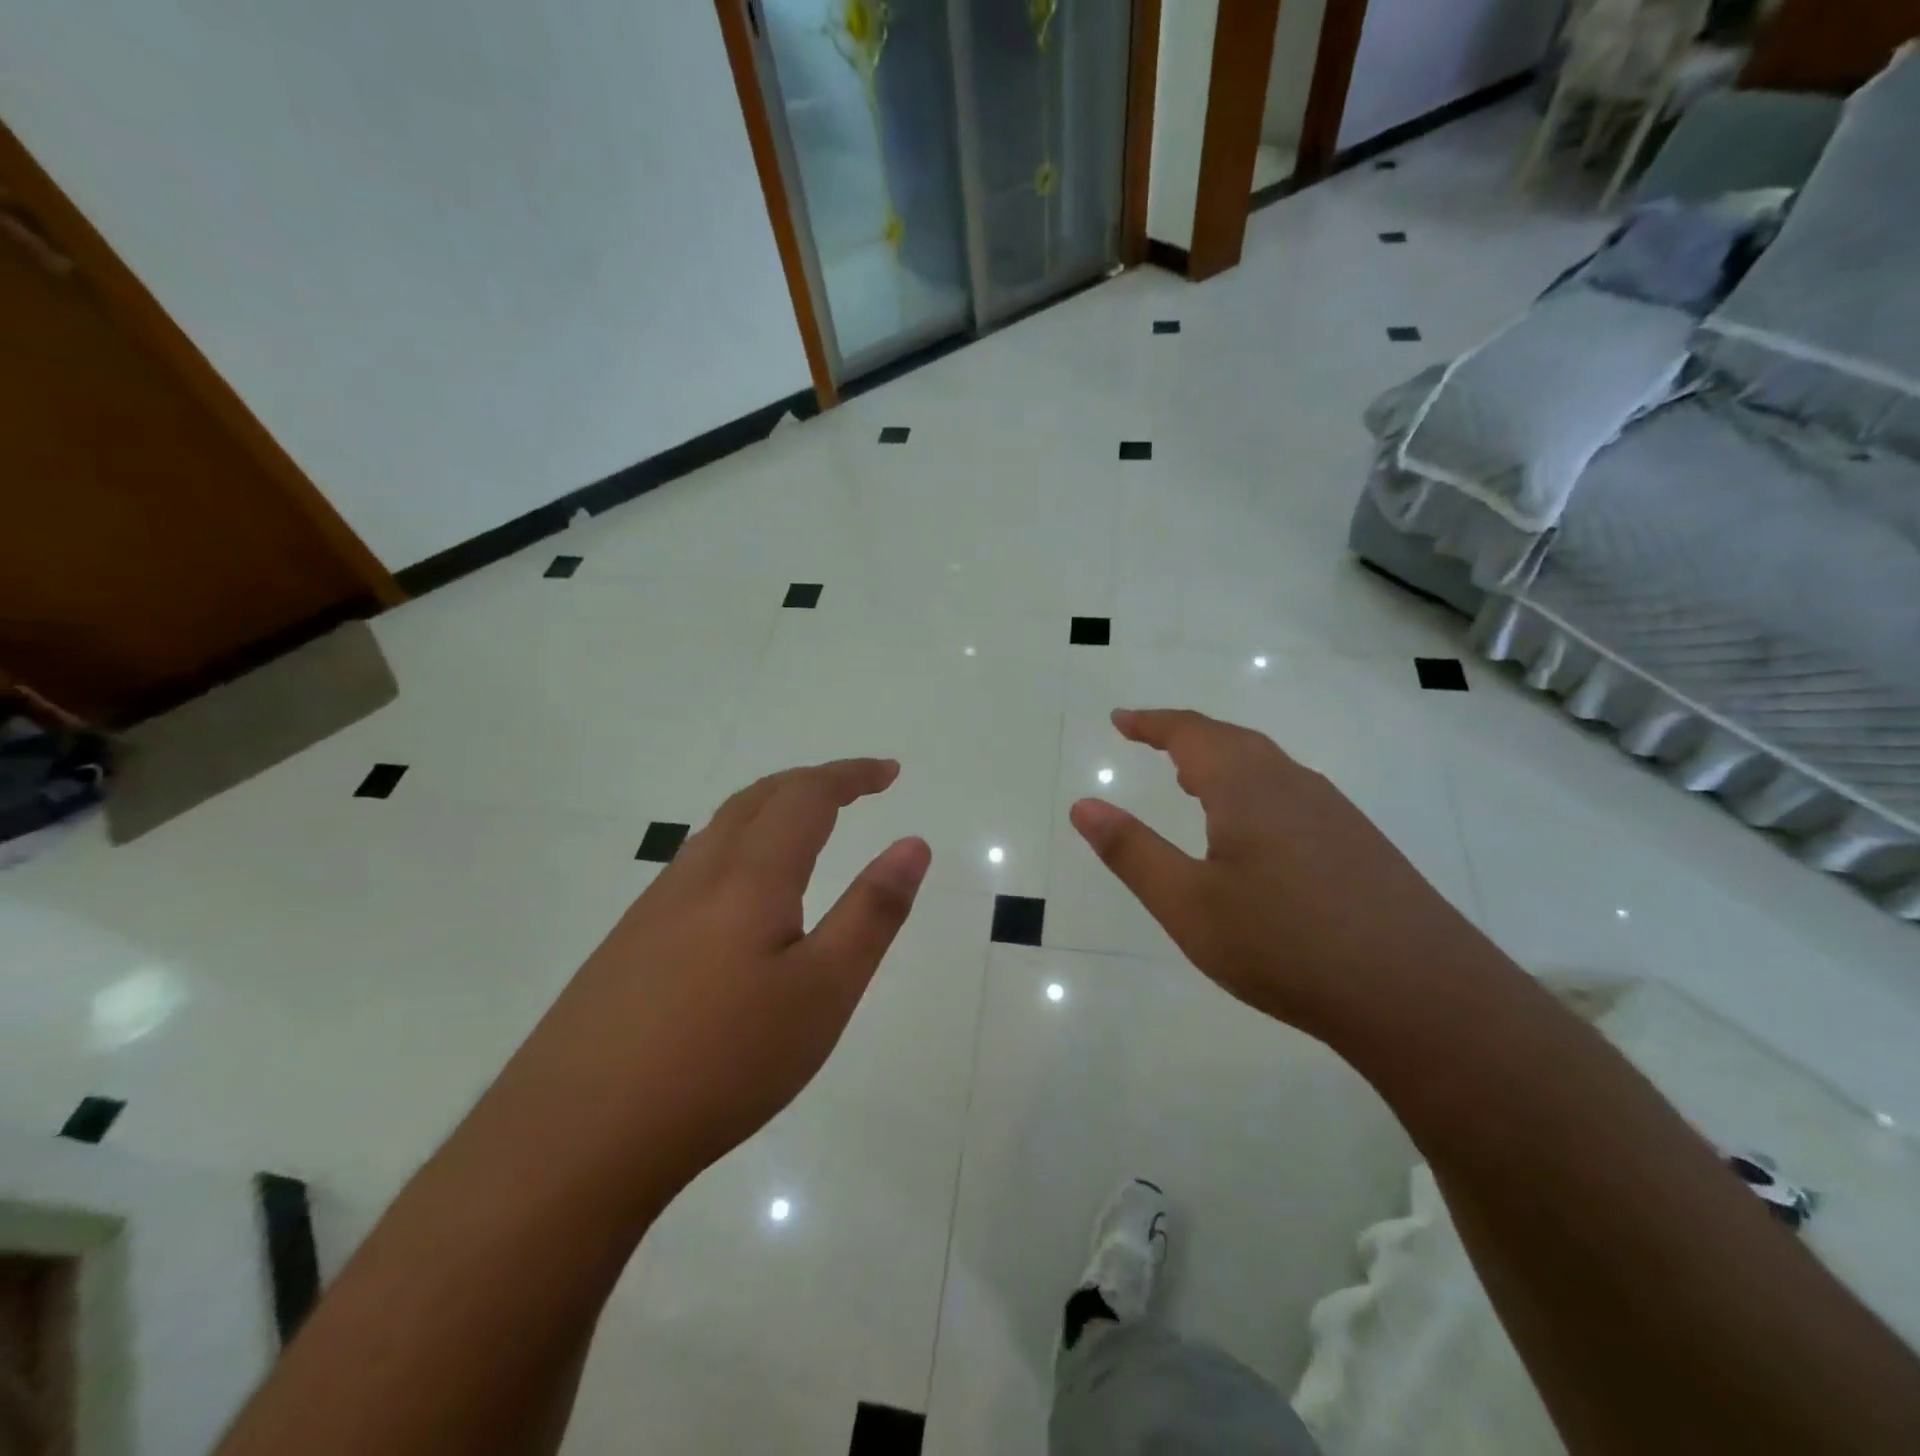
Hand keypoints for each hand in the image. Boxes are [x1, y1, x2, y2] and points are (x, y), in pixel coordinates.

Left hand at [494, 759, 930, 1211]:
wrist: (574, 1139)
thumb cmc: (722, 1062)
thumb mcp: (823, 991)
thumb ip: (872, 912)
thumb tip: (913, 843)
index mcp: (749, 877)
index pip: (806, 796)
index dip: (850, 775)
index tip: (889, 772)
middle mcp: (697, 876)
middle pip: (756, 799)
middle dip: (810, 782)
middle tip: (854, 789)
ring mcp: (652, 910)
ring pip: (719, 831)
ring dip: (769, 810)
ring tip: (805, 829)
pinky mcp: (626, 946)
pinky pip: (694, 868)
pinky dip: (738, 848)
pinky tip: (740, 898)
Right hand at [1069, 709, 1484, 1037]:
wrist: (1420, 995)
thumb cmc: (1285, 945)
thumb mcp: (1188, 905)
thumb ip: (1131, 852)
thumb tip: (1083, 806)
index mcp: (1247, 787)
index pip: (1190, 733)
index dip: (1151, 722)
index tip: (1120, 719)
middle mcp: (1293, 784)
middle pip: (1232, 741)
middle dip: (1185, 736)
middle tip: (1149, 742)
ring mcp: (1335, 813)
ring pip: (1267, 767)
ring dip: (1222, 762)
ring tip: (1191, 782)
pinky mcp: (1360, 844)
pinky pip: (1292, 794)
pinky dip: (1254, 790)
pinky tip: (1253, 832)